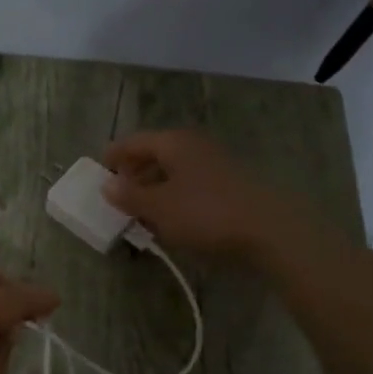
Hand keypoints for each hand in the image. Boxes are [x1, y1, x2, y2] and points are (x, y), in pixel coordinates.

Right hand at [103, 129, 297, 255]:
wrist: (273, 231)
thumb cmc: (206, 213)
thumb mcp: (159, 208)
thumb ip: (129, 195)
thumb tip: (107, 184)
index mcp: (173, 142)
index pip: (133, 142)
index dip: (113, 157)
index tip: (99, 173)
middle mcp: (194, 145)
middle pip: (155, 154)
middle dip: (135, 174)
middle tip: (119, 197)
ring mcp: (217, 163)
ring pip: (175, 171)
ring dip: (156, 188)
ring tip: (143, 213)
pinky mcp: (233, 184)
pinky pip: (193, 184)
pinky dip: (177, 197)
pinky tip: (175, 219)